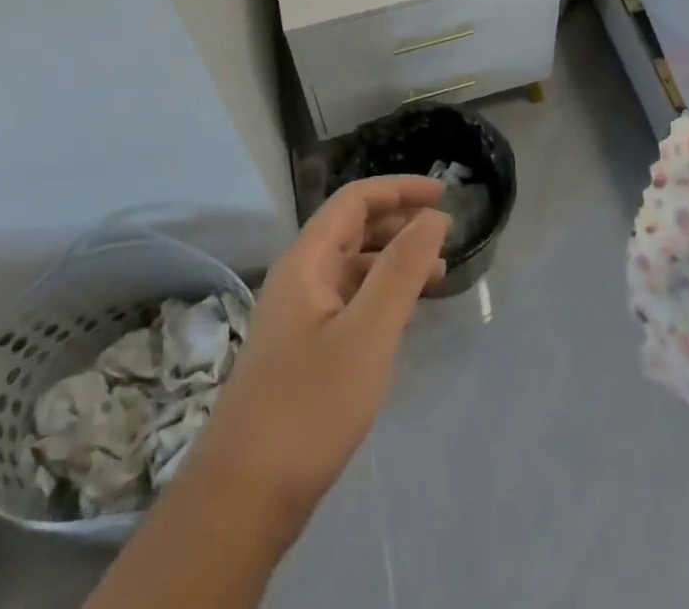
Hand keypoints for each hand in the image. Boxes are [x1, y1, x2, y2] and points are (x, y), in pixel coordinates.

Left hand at [84, 180, 448, 608]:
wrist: (242, 499)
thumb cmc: (309, 407)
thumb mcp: (368, 333)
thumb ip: (402, 269)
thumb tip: (434, 217)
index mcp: (307, 260)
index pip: (355, 199)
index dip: (400, 189)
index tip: (444, 195)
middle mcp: (299, 277)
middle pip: (352, 227)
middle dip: (400, 221)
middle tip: (445, 235)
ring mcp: (298, 315)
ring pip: (352, 266)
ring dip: (393, 260)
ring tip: (437, 275)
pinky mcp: (303, 350)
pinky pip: (348, 301)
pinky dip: (380, 295)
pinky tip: (404, 316)